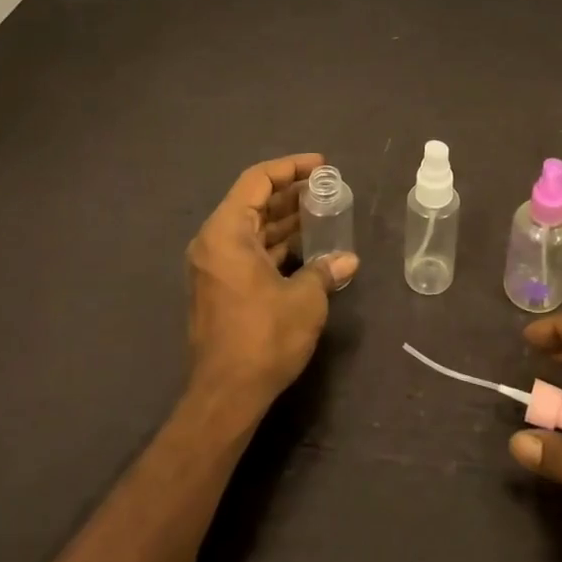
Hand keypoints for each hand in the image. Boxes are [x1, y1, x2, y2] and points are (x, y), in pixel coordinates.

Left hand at [185, 154, 356, 417]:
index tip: (321, 166)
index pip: (257, 180)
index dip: (290, 168)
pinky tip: (307, 247)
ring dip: (285, 219)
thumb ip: (324, 270)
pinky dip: (276, 243)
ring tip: (323, 212)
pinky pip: (249, 250)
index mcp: (226, 233)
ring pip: (252, 228)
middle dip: (291, 193)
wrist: (226, 396)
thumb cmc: (263, 337)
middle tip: (327, 188)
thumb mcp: (304, 299)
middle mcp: (213, 243)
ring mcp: (214, 267)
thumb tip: (347, 260)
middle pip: (253, 201)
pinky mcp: (221, 289)